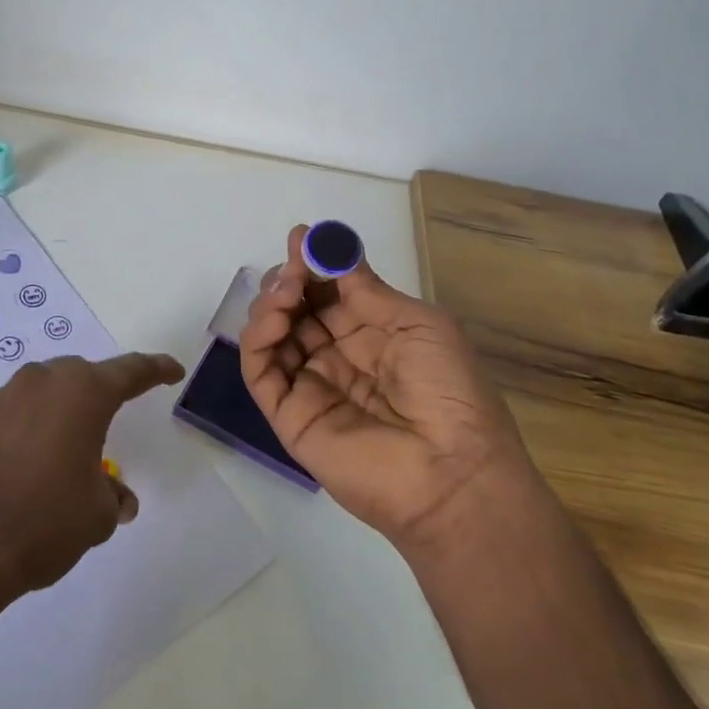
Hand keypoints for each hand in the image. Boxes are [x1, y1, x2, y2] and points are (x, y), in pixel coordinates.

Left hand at [0, 353, 183, 606]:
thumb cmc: (43, 522)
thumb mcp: (96, 515)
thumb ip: (112, 495)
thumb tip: (116, 496)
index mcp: (82, 392)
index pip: (131, 371)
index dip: (156, 369)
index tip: (172, 370)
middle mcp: (41, 382)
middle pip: (81, 377)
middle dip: (99, 395)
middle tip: (110, 422)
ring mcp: (0, 398)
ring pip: (43, 394)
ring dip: (59, 414)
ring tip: (64, 454)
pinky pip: (13, 415)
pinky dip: (27, 430)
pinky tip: (25, 467)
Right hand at [240, 225, 524, 550]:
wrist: (452, 472)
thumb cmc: (448, 389)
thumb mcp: (418, 324)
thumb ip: (367, 290)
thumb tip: (333, 249)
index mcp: (373, 337)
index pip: (329, 294)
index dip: (314, 265)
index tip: (302, 236)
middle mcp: (337, 358)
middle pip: (296, 310)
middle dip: (289, 280)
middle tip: (294, 267)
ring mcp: (310, 386)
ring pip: (272, 336)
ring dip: (271, 304)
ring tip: (287, 292)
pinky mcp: (288, 415)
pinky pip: (260, 370)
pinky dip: (256, 339)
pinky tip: (274, 318)